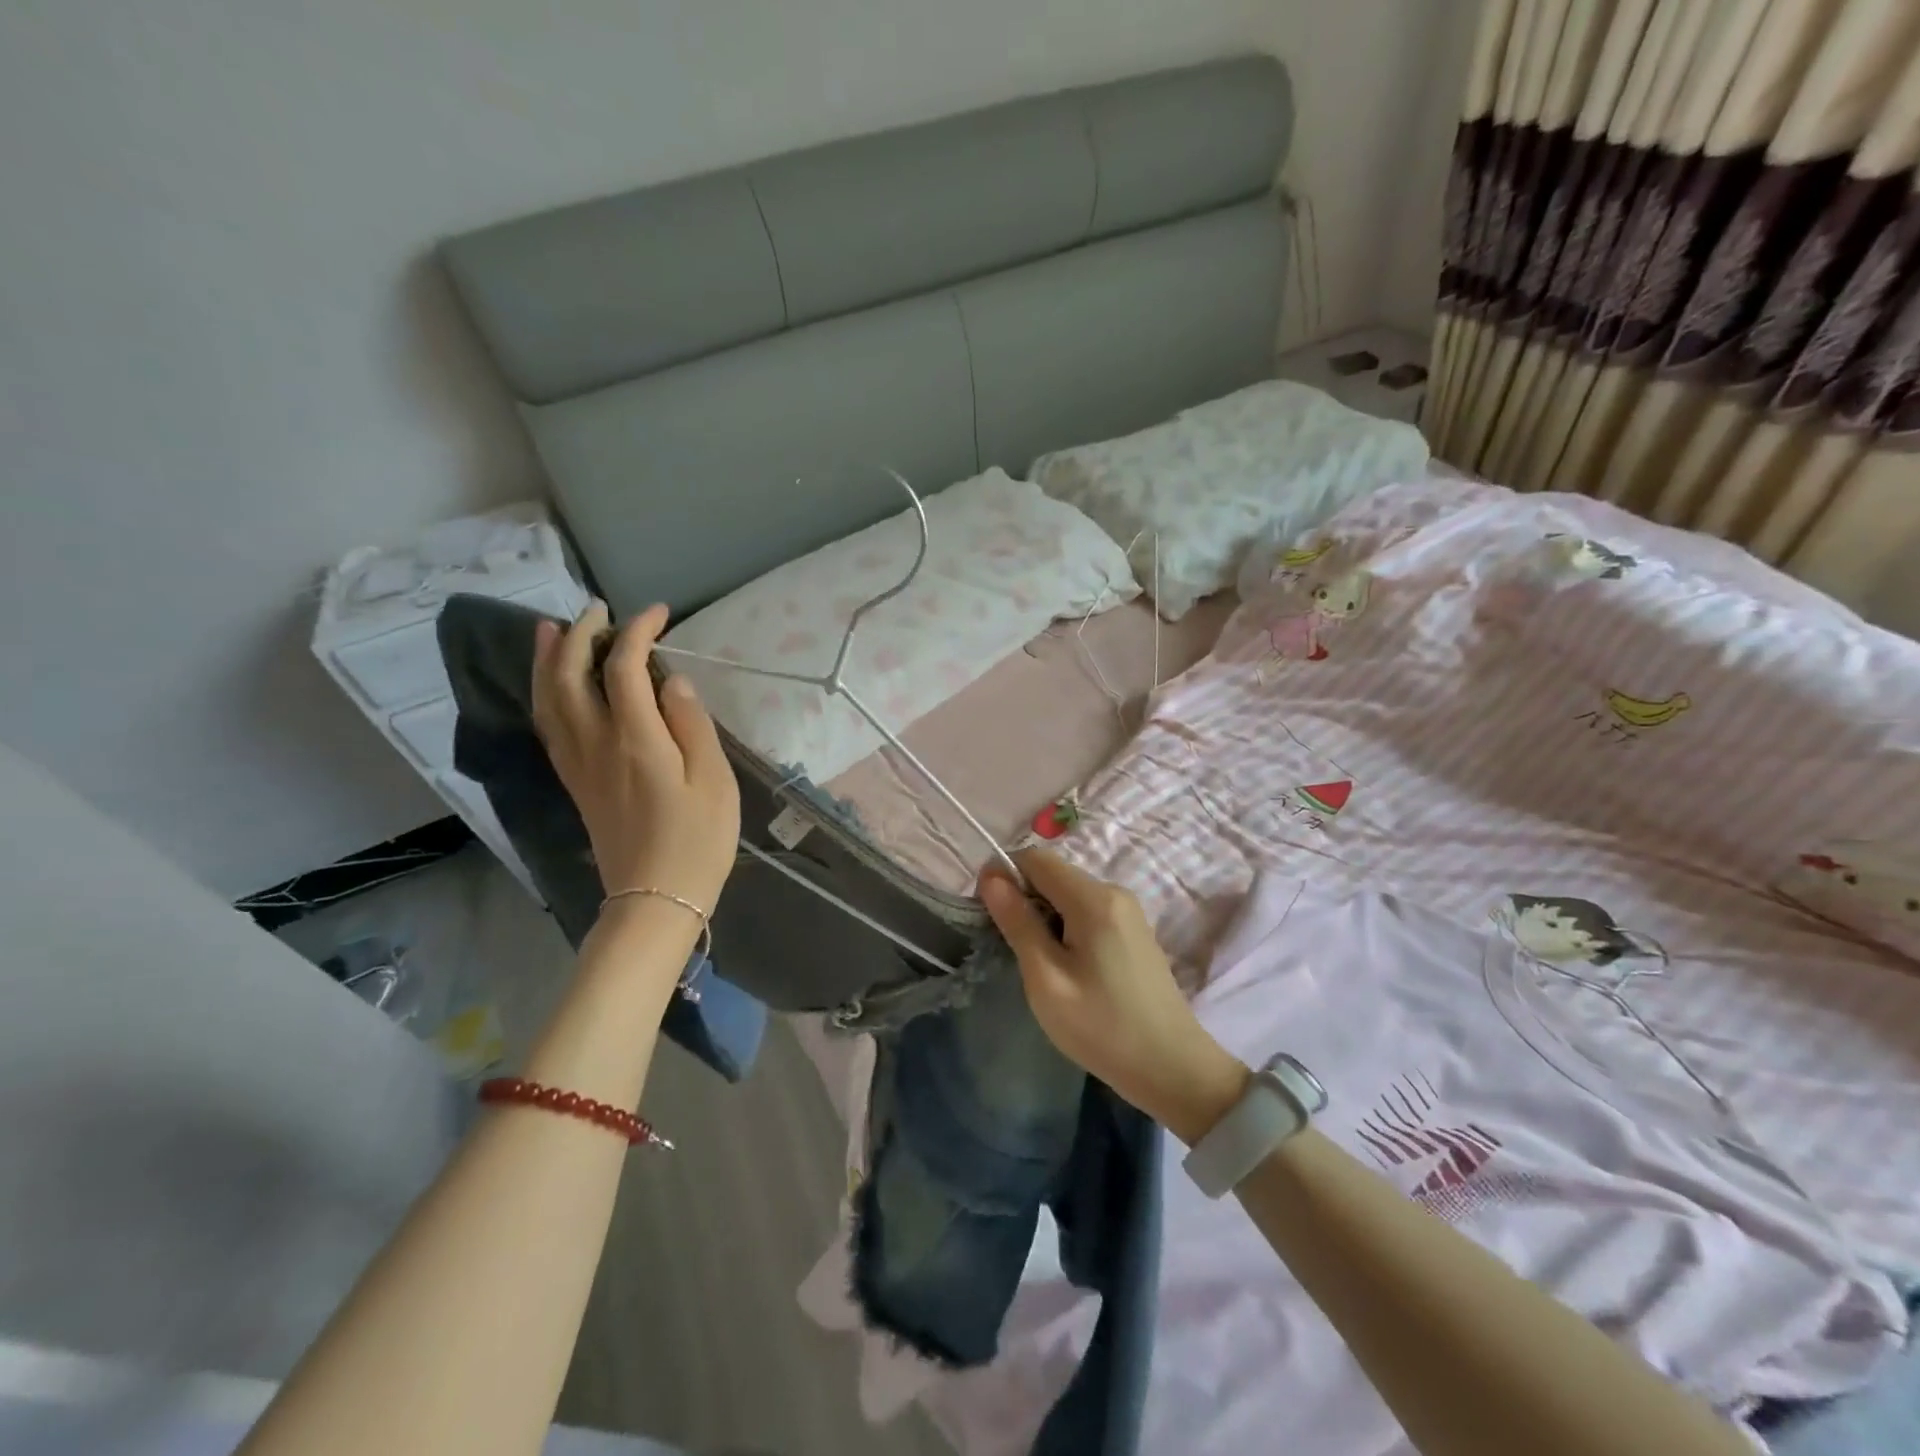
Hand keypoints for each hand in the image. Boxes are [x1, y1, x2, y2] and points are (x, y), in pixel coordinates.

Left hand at [532, 602, 740, 924]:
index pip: (624, 667)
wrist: (655, 898)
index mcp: (635, 739)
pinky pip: (548, 726)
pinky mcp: (575, 782)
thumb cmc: (698, 840)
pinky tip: (553, 687)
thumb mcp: (714, 780)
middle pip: (572, 676)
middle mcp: (595, 743)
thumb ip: (692, 724)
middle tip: (598, 608)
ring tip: (553, 630)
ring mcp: (578, 764)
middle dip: (582, 634)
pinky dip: (545, 694)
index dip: (637, 632)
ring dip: (549, 660)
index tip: (659, 613)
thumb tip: (672, 681)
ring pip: (549, 699)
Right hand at [979, 849, 1248, 1143]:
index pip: (1035, 858)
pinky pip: (1087, 910)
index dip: (1004, 876)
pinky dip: (1066, 926)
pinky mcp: (1133, 930)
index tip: (989, 914)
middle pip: (1053, 874)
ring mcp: (1128, 910)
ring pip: (1069, 893)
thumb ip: (1018, 922)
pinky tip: (1066, 966)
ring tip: (1039, 963)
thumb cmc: (1101, 1026)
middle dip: (1024, 898)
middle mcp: (1114, 892)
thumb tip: (991, 876)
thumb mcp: (1046, 979)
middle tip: (1012, 947)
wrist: (1171, 1067)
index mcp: (1093, 898)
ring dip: (1044, 915)